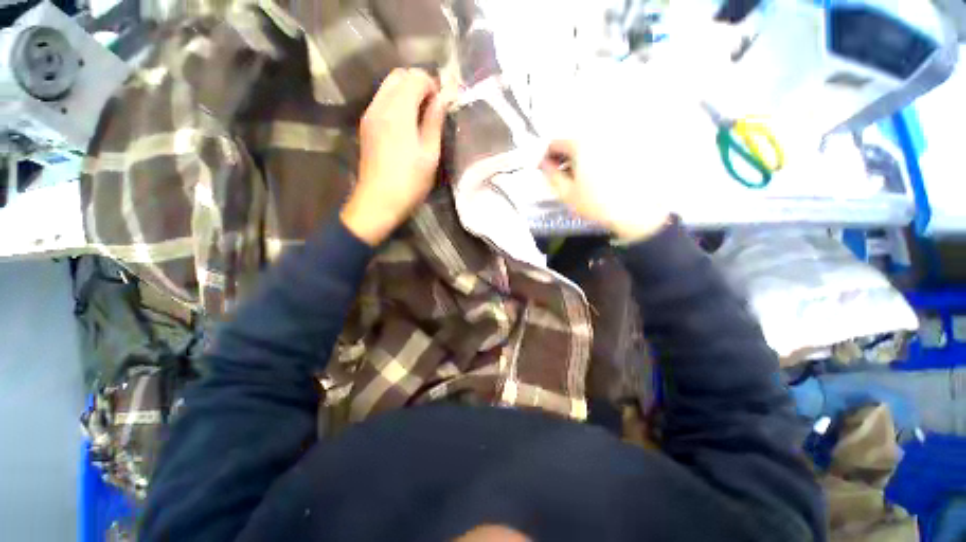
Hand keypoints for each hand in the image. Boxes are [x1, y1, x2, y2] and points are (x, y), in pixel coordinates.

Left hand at [341, 68, 454, 245]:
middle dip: (419, 83)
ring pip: (388, 87)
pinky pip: (382, 101)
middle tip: (435, 106)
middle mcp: (380, 105)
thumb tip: (445, 96)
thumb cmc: (410, 181)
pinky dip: (397, 102)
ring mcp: (370, 115)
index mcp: (398, 111)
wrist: (378, 201)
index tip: (444, 102)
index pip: (415, 78)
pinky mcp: (366, 126)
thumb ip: (435, 120)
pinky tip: (408, 124)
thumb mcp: (429, 153)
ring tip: (423, 116)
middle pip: (398, 76)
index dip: (433, 85)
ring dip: (407, 92)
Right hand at [538, 140, 671, 241]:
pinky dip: (596, 161)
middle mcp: (600, 136)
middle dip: (563, 159)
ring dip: (579, 160)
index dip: (545, 157)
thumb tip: (544, 165)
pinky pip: (605, 151)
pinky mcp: (629, 150)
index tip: (545, 169)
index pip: (555, 143)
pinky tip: (598, 178)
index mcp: (581, 145)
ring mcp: (617, 142)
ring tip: (580, 180)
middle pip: (573, 142)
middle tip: (561, 177)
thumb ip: (551, 176)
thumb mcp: (567, 194)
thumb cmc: (599, 205)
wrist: (637, 213)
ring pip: (589, 147)